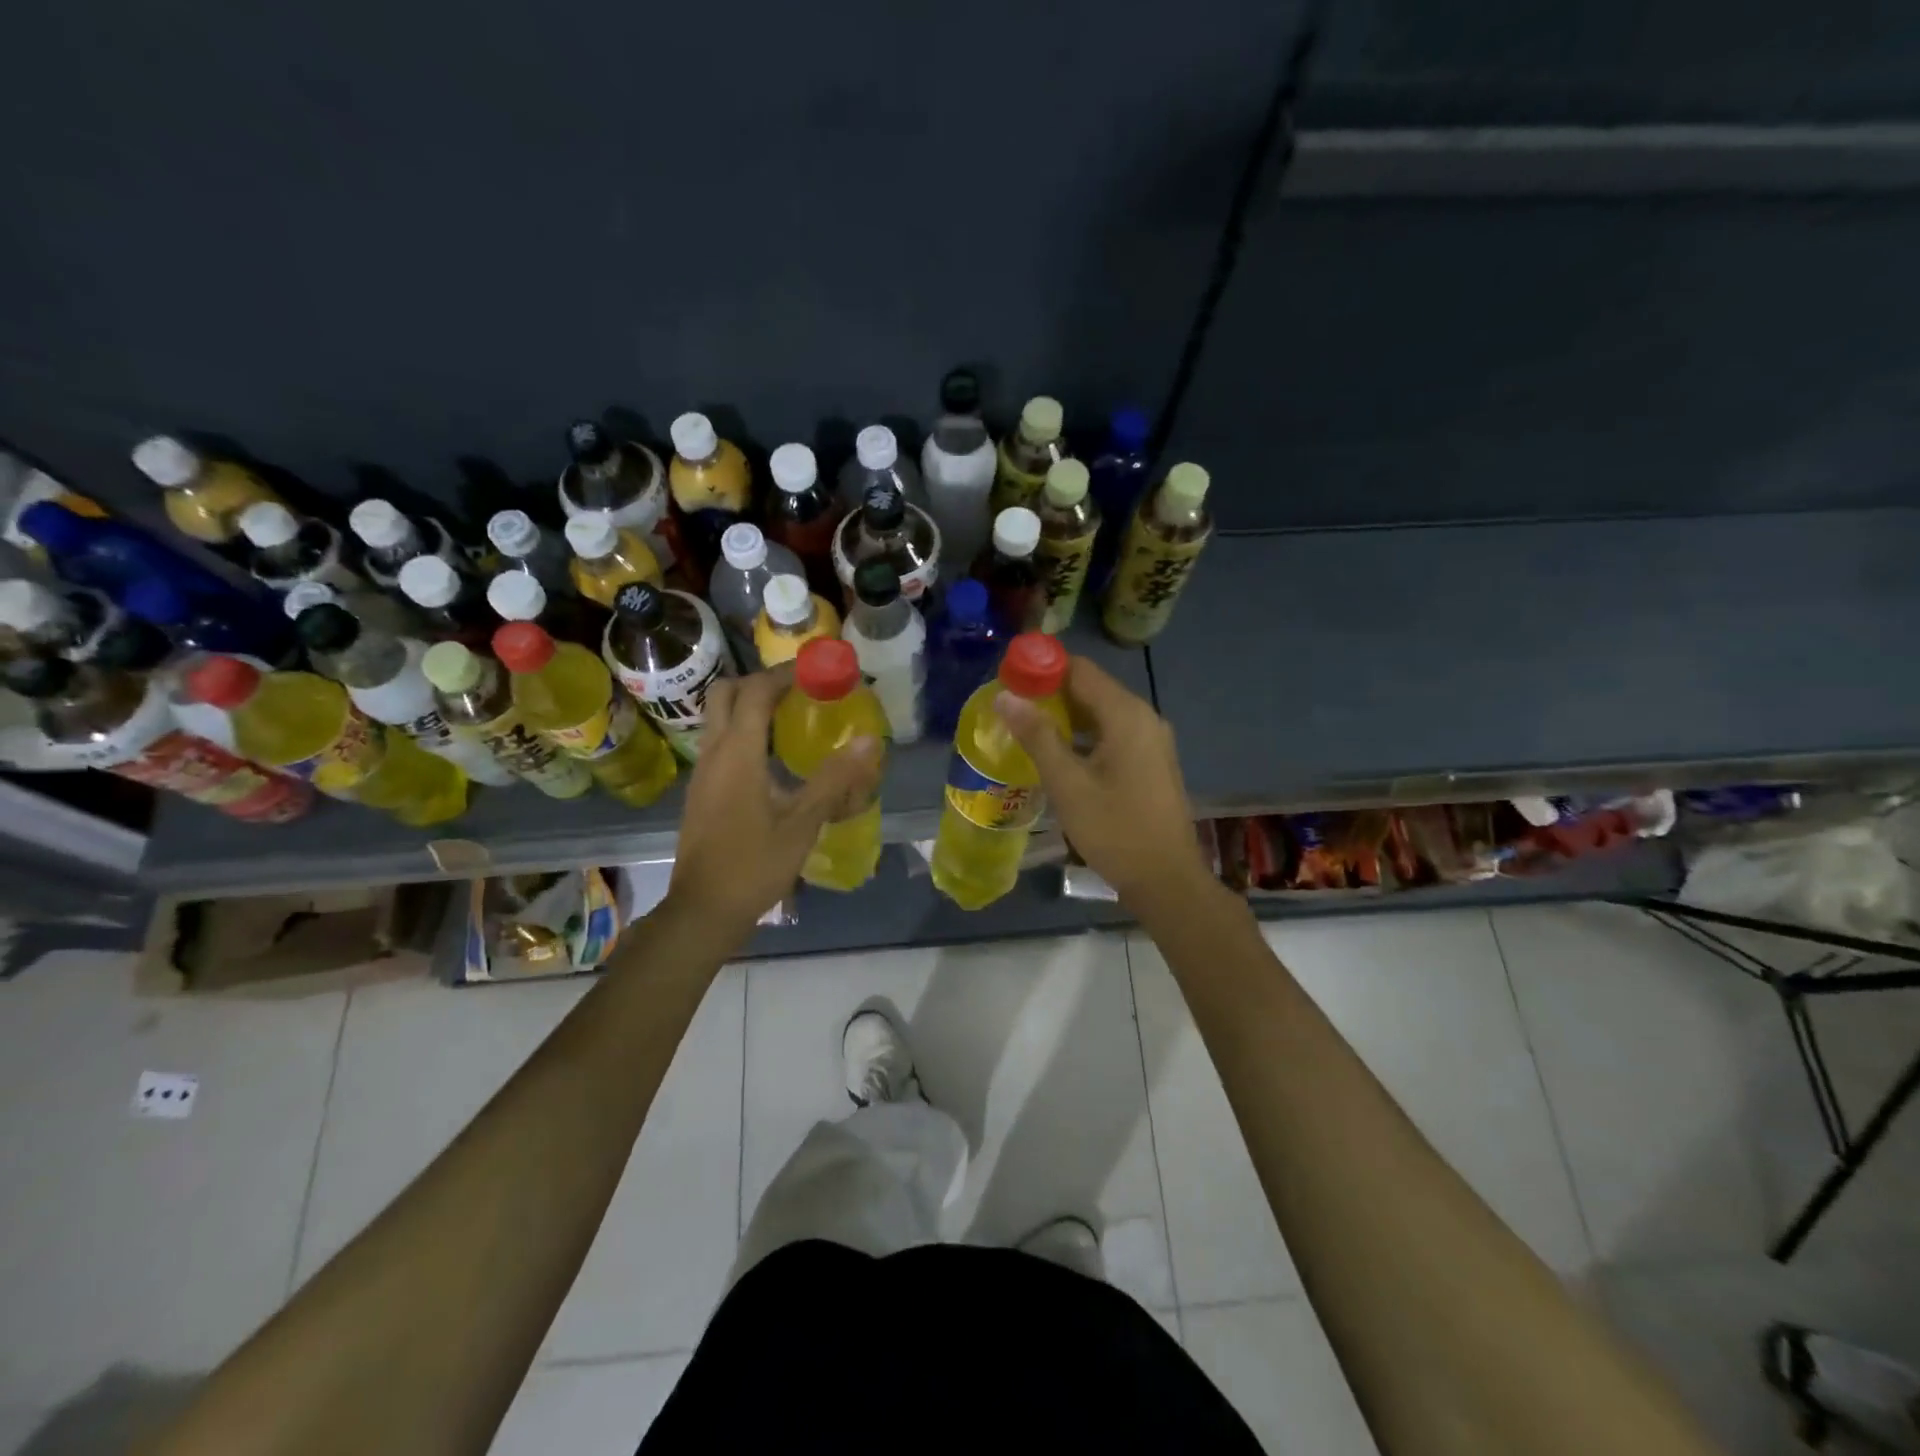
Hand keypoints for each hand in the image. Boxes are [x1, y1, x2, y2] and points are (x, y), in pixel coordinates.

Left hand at [663, 666, 881, 941]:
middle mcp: (713, 754)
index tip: (816, 669)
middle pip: (726, 694)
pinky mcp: (702, 791)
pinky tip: (773, 757)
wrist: (704, 910)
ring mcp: (702, 773)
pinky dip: (744, 732)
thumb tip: (868, 741)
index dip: (784, 673)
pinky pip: (720, 743)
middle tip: (798, 690)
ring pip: (719, 718)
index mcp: (737, 754)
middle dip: (760, 682)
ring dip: (750, 706)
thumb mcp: (802, 823)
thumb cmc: (754, 865)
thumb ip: (834, 779)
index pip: (754, 692)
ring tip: (791, 716)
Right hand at [994, 656, 1213, 912]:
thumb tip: (1005, 696)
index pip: (1079, 669)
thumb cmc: (1114, 830)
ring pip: (1101, 713)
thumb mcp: (1068, 784)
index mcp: (1126, 714)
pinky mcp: (1151, 761)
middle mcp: (1143, 717)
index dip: (1042, 667)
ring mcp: (1151, 739)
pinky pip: (1112, 733)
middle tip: (1010, 707)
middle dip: (1050, 693)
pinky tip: (1058, 754)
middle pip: (1091, 688)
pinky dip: (1084, 735)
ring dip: (1065, 716)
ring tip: (1026, 729)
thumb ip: (1037, 736)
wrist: (1166, 879)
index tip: (1008, 677)